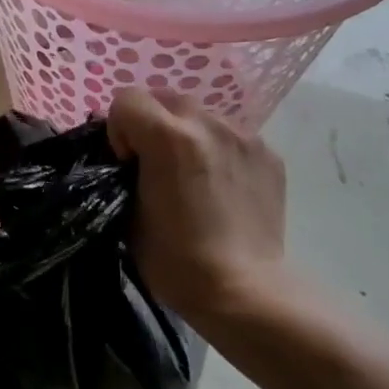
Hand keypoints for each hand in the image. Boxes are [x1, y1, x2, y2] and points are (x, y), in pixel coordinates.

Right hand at [106, 88, 290, 321]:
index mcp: (168, 137)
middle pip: (165, 97)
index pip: (126, 100)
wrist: (244, 291)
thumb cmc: (174, 260)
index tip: (127, 164)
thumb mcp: (127, 211)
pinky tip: (221, 187)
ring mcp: (244, 136)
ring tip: (192, 175)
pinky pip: (231, 136)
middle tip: (155, 164)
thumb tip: (130, 159)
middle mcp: (208, 123)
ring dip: (187, 134)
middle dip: (152, 123)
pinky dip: (218, 150)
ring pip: (201, 114)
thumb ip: (125, 171)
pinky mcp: (269, 154)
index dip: (119, 130)